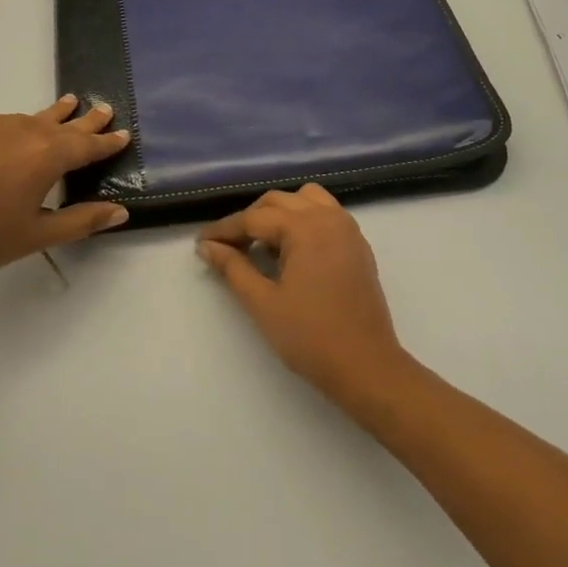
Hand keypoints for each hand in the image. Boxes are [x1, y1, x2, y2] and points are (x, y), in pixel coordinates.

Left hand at [0, 97, 131, 293]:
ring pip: (35, 118)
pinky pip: (8, 122)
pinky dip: (25, 124)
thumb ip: (81, 220)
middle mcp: (25, 131)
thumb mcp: (36, 236)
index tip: (123, 134)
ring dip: (56, 116)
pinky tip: (20, 132)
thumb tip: (120, 211)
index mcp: (47, 156)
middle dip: (87, 119)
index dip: (107, 142)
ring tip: (69, 105)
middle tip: (105, 109)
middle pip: (64, 123)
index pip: (87, 146)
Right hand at [197, 186, 410, 405]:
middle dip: (250, 219)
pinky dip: (303, 219)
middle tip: (227, 247)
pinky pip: (326, 214)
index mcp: (305, 226)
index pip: (254, 218)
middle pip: (279, 202)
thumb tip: (208, 247)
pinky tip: (291, 249)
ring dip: (279, 213)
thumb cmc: (310, 337)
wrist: (366, 366)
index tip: (201, 243)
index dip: (224, 230)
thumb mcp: (263, 302)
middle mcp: (329, 217)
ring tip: (261, 242)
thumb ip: (233, 268)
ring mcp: (347, 229)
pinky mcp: (358, 245)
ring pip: (305, 200)